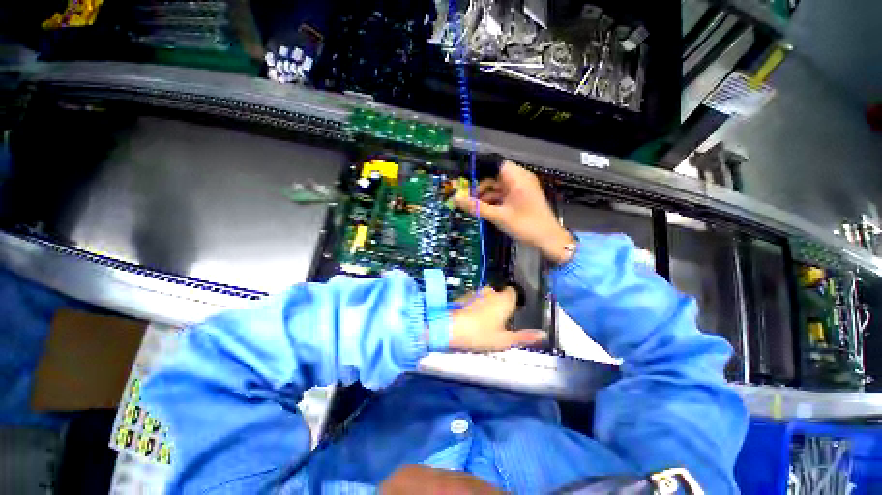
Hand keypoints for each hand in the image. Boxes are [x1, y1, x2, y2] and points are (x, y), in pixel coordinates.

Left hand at [448, 286, 545, 351]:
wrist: (450, 328)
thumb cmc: (480, 335)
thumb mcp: (504, 341)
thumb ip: (525, 337)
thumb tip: (543, 334)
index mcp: (504, 300)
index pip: (513, 292)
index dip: (513, 301)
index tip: (511, 312)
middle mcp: (491, 292)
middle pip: (499, 293)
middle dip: (499, 302)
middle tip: (497, 320)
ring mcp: (475, 292)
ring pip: (485, 295)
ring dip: (486, 303)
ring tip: (482, 320)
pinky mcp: (463, 295)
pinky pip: (473, 298)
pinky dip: (474, 304)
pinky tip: (470, 317)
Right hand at [454, 161, 574, 264]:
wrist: (549, 239)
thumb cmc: (524, 225)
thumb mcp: (497, 216)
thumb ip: (476, 207)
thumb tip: (456, 199)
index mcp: (517, 178)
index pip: (494, 164)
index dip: (479, 171)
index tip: (466, 182)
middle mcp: (520, 179)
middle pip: (495, 176)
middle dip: (481, 188)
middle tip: (469, 200)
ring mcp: (522, 188)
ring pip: (499, 187)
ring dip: (487, 196)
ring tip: (476, 209)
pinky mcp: (523, 197)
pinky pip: (505, 194)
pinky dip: (495, 201)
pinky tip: (487, 211)